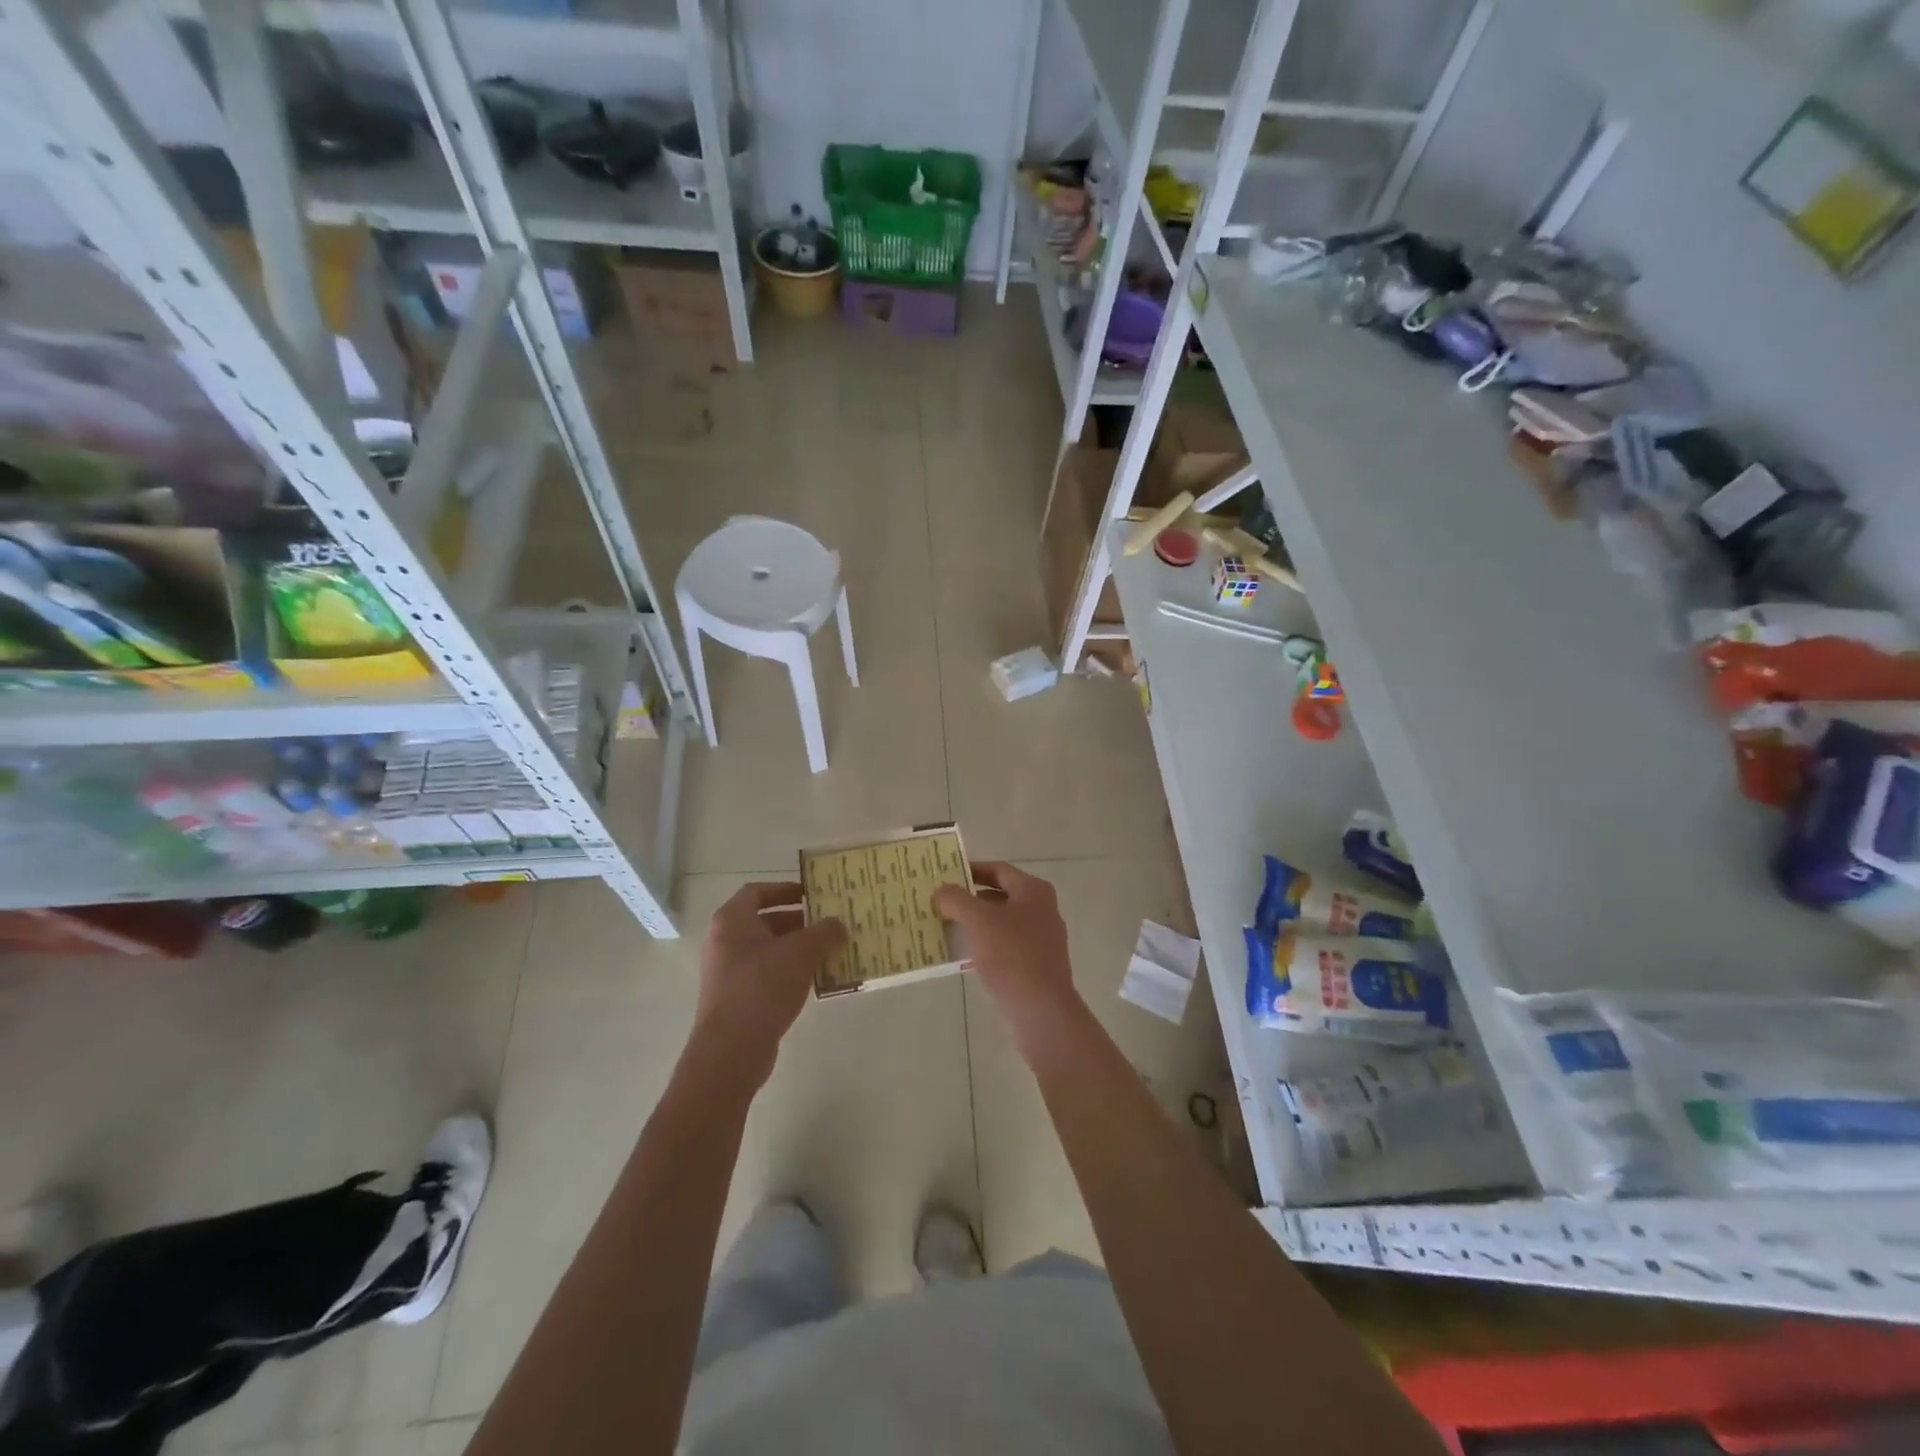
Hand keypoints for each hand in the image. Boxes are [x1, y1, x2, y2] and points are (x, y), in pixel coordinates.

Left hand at [692, 883, 845, 1085]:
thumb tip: (839, 925)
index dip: (785, 889)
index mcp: (732, 921)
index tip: (813, 894)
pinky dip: (789, 971)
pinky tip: (814, 979)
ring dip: (797, 948)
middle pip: (764, 920)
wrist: (731, 1050)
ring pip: (767, 949)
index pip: (757, 891)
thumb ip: (824, 932)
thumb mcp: (801, 953)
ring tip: (829, 951)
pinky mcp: (735, 998)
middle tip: (828, 924)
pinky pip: (766, 974)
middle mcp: (724, 942)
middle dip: (798, 921)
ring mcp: (727, 972)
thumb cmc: (762, 987)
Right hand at [933, 862, 1080, 1032]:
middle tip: (940, 901)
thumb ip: (957, 900)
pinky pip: (1004, 946)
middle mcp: (1041, 910)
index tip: (945, 874)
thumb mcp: (979, 921)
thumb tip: (942, 891)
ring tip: (944, 926)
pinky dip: (983, 945)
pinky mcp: (1035, 964)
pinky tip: (961, 955)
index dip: (971, 869)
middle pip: (999, 895)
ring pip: (1000, 923)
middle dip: (969, 899)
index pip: (998, 870)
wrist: (1041, 1009)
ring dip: (974, 923)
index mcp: (1034, 891)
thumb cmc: (1012, 955)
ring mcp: (1041, 939)